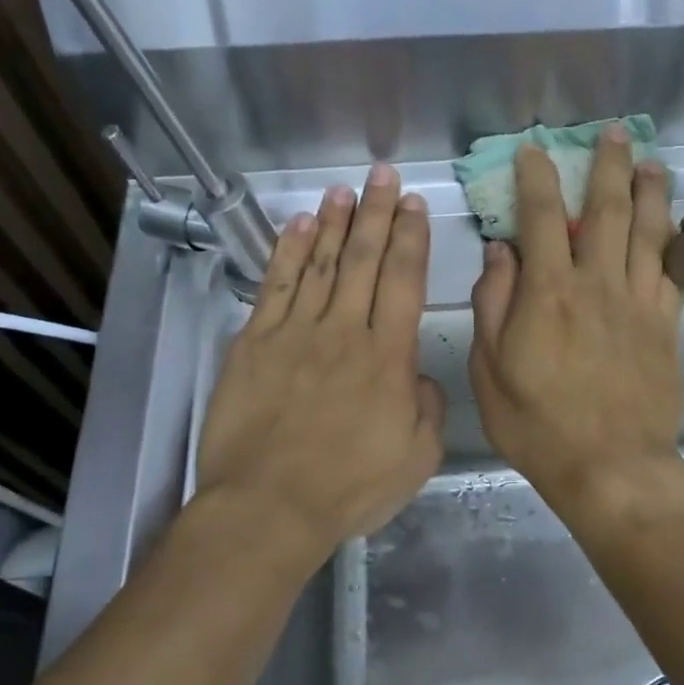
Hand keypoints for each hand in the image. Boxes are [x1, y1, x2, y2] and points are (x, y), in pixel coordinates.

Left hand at [197, 165, 444, 554]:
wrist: (269, 507)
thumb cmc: (349, 488)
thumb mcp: (416, 458)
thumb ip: (429, 409)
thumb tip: (420, 375)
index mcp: (388, 358)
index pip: (402, 281)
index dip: (410, 238)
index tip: (414, 206)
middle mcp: (343, 332)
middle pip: (362, 260)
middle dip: (376, 214)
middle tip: (383, 177)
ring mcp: (295, 334)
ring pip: (319, 264)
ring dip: (333, 223)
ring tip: (343, 190)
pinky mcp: (254, 344)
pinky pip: (275, 287)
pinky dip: (287, 253)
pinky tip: (297, 226)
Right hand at [468, 126, 683, 512]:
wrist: (610, 466)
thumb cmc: (538, 425)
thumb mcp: (490, 371)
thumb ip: (494, 304)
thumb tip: (500, 252)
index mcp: (548, 292)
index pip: (541, 218)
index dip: (536, 178)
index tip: (534, 150)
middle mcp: (597, 284)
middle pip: (605, 211)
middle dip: (607, 166)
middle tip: (613, 133)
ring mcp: (638, 303)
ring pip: (648, 232)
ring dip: (650, 191)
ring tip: (651, 162)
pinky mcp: (665, 326)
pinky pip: (674, 272)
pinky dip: (677, 241)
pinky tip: (678, 223)